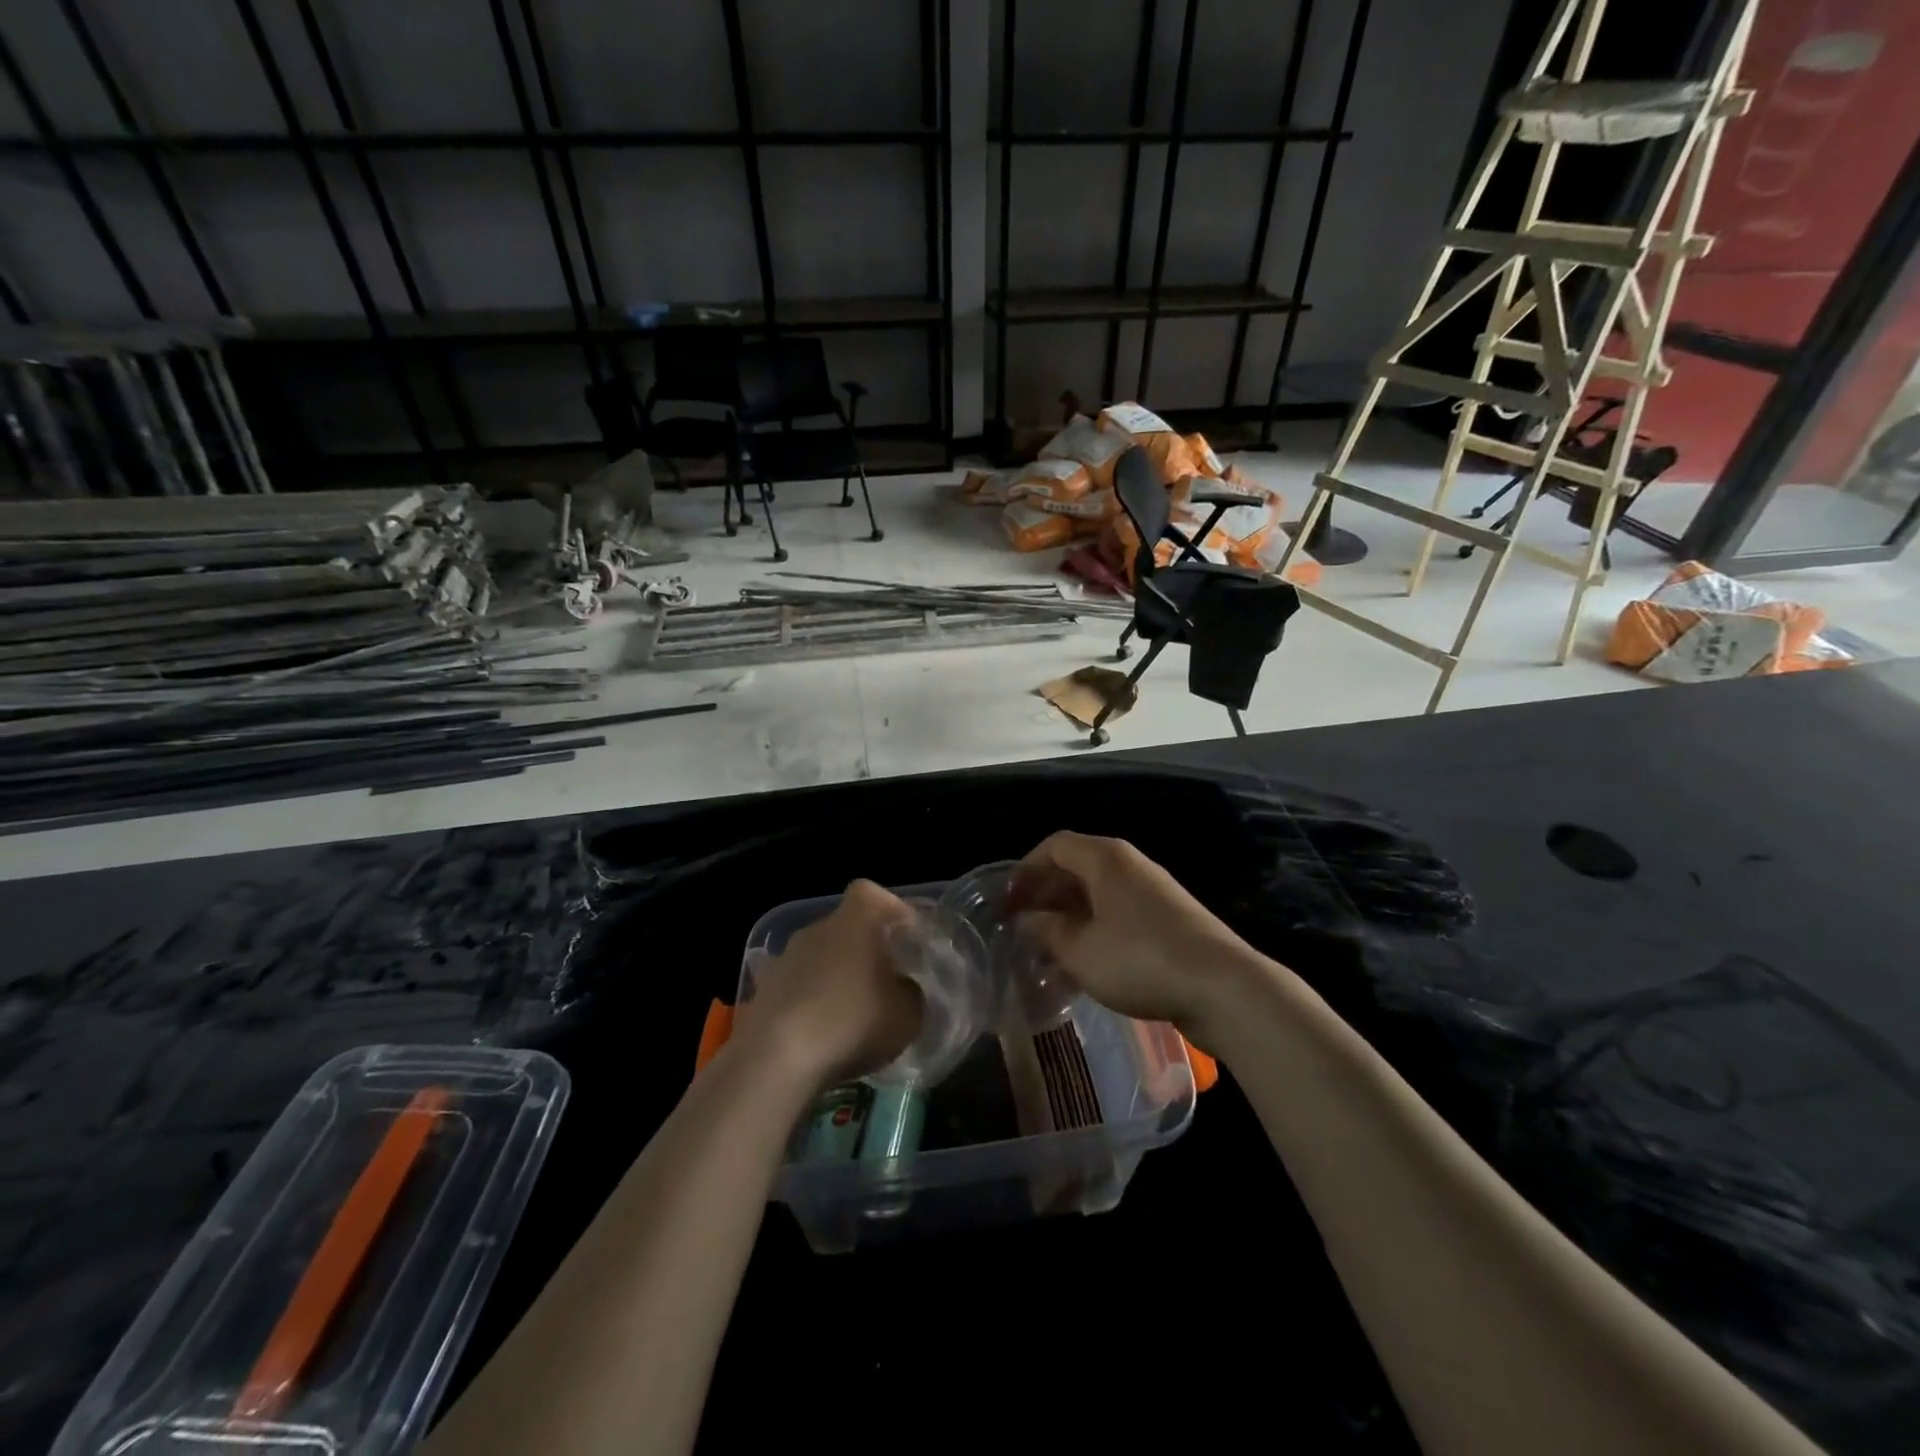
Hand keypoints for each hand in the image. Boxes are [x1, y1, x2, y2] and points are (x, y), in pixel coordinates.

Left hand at [739, 879, 924, 1090]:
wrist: (776, 1059)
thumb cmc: (852, 1022)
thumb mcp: (907, 1015)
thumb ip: (911, 993)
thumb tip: (902, 988)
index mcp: (854, 921)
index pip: (870, 893)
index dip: (890, 908)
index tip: (906, 934)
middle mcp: (816, 929)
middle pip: (845, 928)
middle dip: (864, 949)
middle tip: (883, 980)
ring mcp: (784, 959)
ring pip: (819, 958)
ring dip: (835, 977)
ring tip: (851, 1014)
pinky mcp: (763, 991)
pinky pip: (797, 988)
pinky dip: (810, 1003)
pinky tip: (820, 1034)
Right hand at [1005, 831, 1256, 1031]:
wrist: (1223, 987)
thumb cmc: (1140, 959)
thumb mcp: (1079, 949)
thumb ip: (1045, 930)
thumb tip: (1025, 919)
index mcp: (1105, 858)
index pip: (1054, 845)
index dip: (1025, 871)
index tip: (1008, 904)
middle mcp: (1129, 865)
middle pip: (1076, 868)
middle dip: (1045, 897)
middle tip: (1023, 930)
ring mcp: (1152, 892)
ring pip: (1097, 895)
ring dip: (1068, 919)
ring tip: (1048, 954)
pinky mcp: (1168, 919)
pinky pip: (1118, 914)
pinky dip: (1094, 931)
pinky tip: (1085, 967)